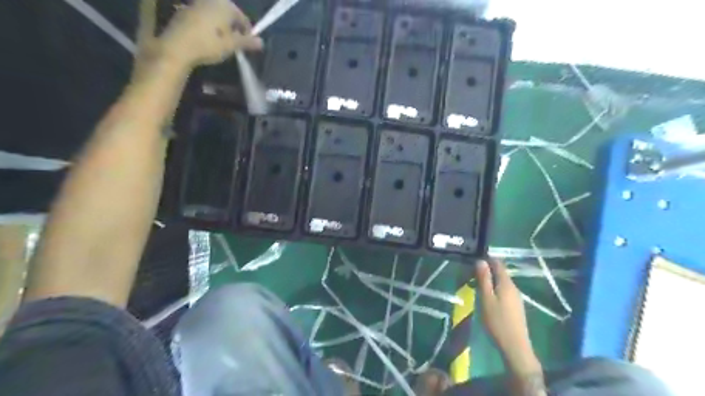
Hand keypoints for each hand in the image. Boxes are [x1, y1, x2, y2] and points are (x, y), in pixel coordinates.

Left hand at [158, 0, 262, 65]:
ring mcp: (196, 3)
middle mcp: (211, 0)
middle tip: (233, 44)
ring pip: (214, 15)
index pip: (243, 18)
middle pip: (228, 14)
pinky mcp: (183, 10)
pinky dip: (207, 26)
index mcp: (225, 6)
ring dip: (219, 27)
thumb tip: (261, 42)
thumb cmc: (209, 44)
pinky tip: (205, 39)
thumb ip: (247, 42)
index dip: (247, 33)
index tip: (247, 46)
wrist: (177, 46)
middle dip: (232, 28)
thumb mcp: (232, 45)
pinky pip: (202, 17)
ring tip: (220, 43)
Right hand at [476, 260, 541, 374]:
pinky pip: (503, 291)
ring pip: (501, 282)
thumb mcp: (486, 298)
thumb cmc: (497, 321)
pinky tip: (485, 298)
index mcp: (506, 283)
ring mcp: (516, 297)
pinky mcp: (515, 306)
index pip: (498, 263)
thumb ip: (484, 279)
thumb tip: (481, 260)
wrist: (515, 346)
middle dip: (485, 271)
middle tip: (469, 276)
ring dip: (488, 281)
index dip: (486, 259)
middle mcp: (513, 287)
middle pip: (499, 272)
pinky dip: (493, 290)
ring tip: (474, 287)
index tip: (472, 261)